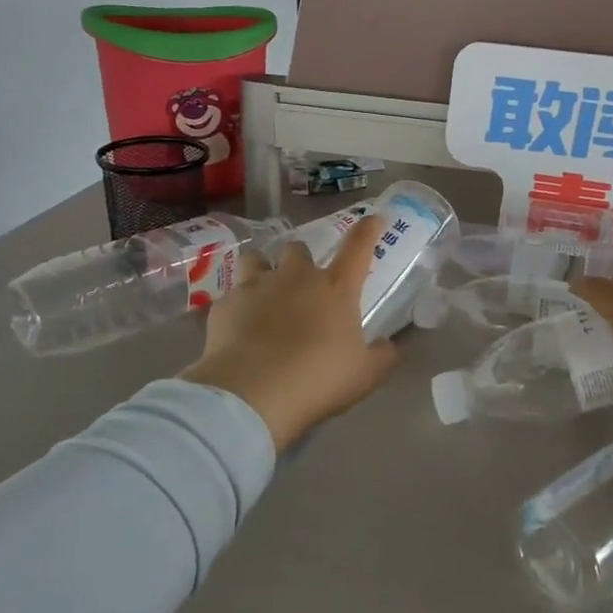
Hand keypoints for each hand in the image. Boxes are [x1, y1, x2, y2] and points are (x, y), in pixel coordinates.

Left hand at [180, 217, 398, 451]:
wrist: (251, 394)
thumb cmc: (319, 379)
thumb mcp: (366, 375)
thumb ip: (382, 355)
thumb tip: (388, 345)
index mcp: (336, 288)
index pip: (358, 247)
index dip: (368, 230)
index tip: (374, 219)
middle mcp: (296, 277)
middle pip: (298, 248)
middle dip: (301, 261)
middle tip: (303, 286)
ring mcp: (255, 287)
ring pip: (256, 259)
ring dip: (262, 269)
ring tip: (264, 294)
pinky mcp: (224, 306)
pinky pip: (231, 297)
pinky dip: (237, 308)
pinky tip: (238, 330)